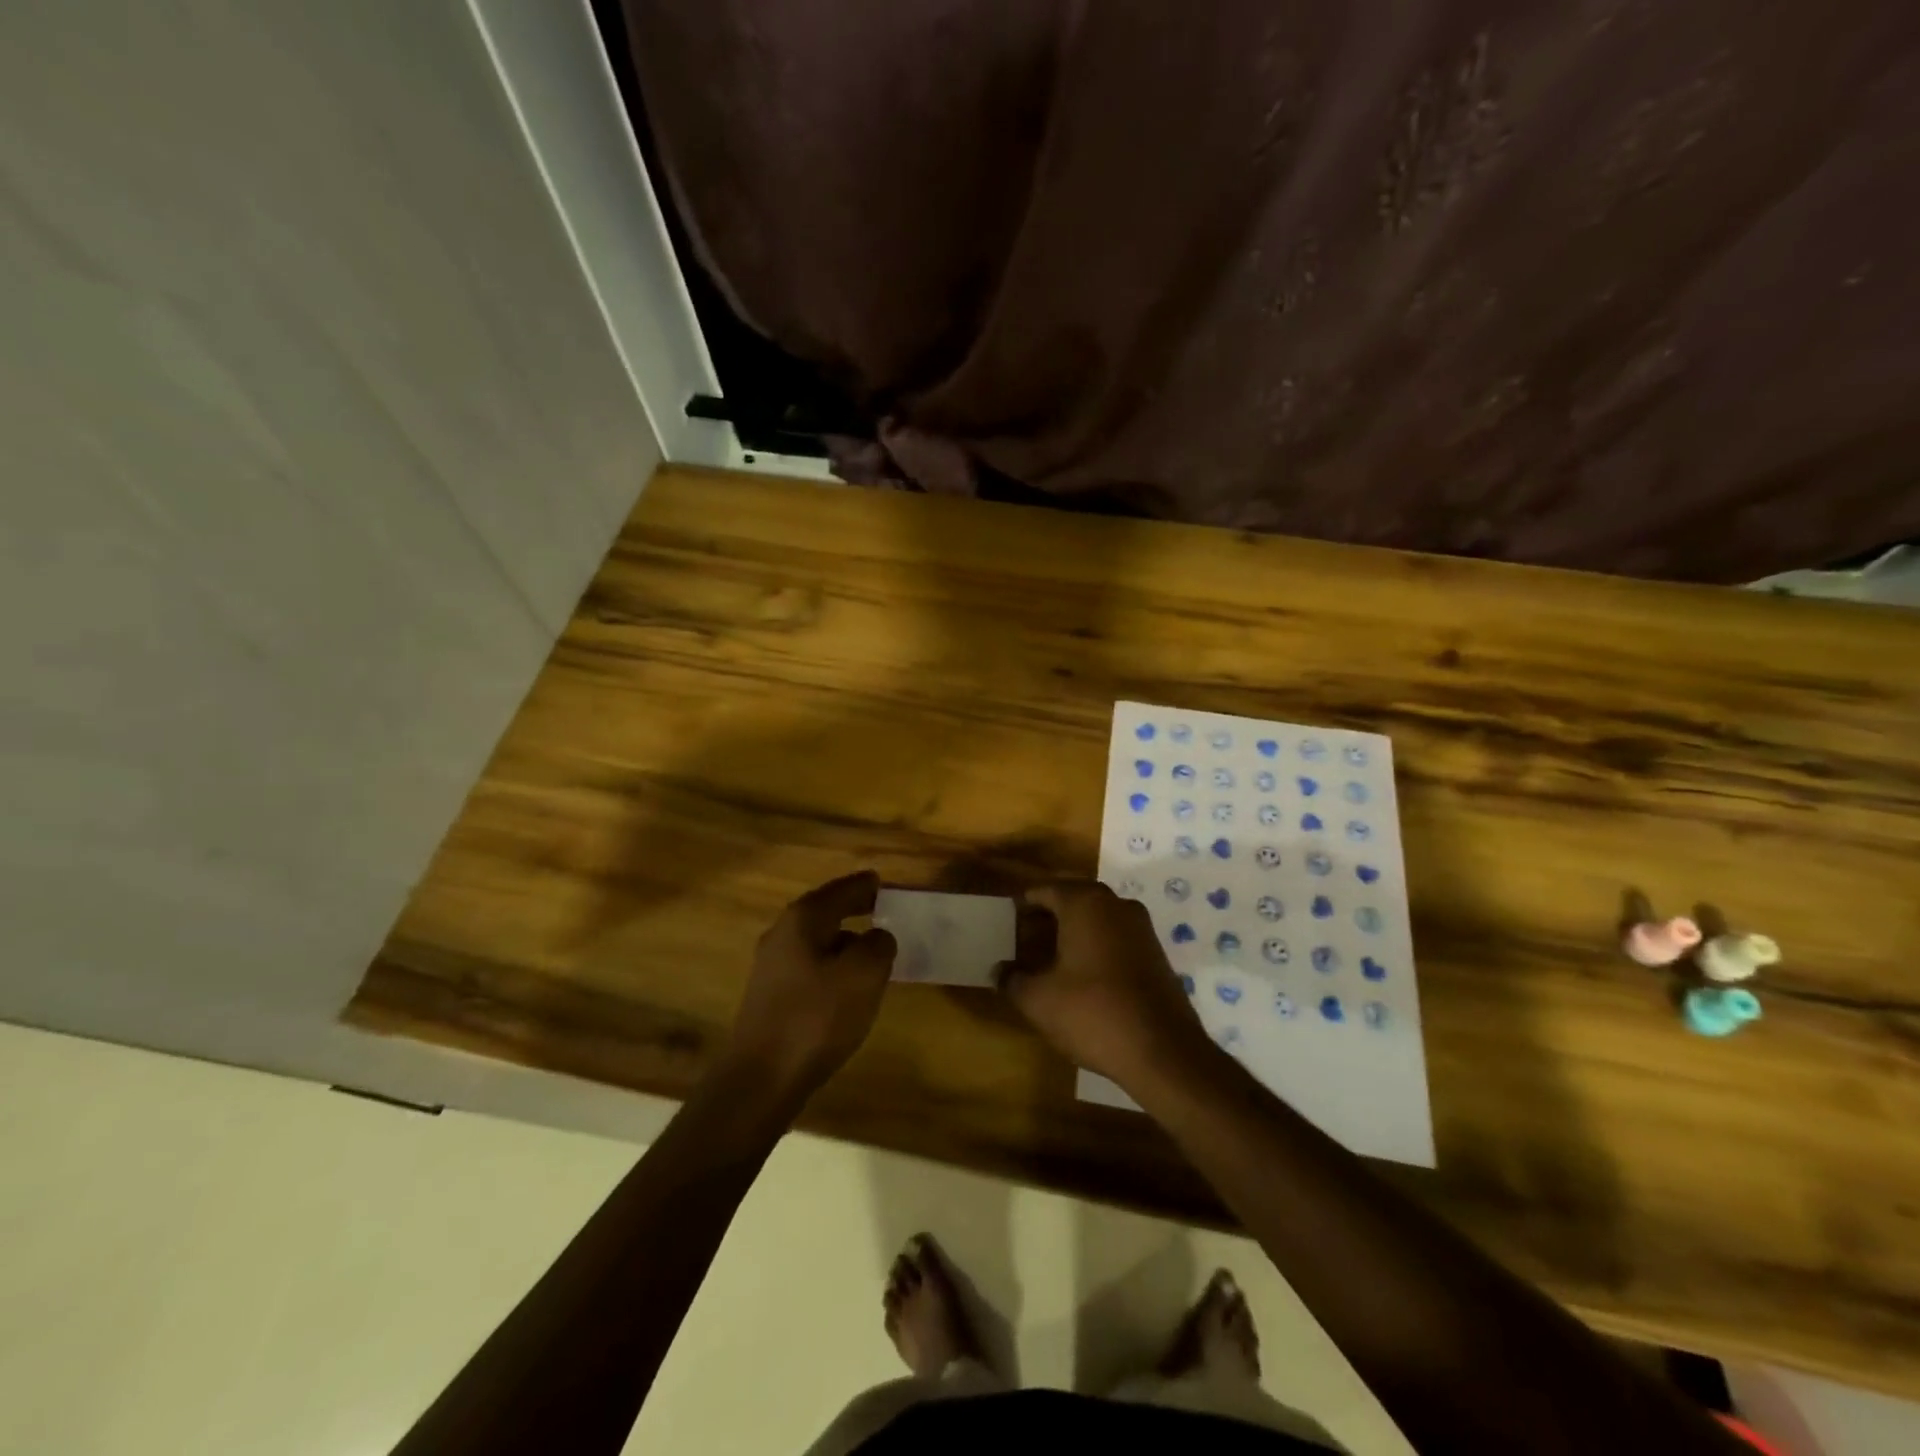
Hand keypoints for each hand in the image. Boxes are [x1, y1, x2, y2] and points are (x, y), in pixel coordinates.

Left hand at [722, 870, 897, 1100]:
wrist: (761, 1079)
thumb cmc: (815, 1017)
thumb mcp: (863, 975)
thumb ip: (878, 945)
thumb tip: (878, 937)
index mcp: (803, 919)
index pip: (841, 890)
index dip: (865, 886)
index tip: (883, 883)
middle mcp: (782, 935)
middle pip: (824, 912)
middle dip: (853, 910)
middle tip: (881, 910)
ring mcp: (772, 968)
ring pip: (816, 942)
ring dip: (843, 942)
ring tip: (871, 951)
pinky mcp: (770, 998)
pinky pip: (810, 968)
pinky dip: (832, 967)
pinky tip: (847, 988)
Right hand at [995, 881, 1212, 1090]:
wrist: (1163, 1051)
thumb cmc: (1093, 1013)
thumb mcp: (1039, 1001)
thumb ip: (1012, 980)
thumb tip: (999, 971)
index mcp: (1084, 903)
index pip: (1044, 890)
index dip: (1022, 907)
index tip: (1007, 926)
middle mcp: (1115, 904)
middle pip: (1072, 899)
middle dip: (1046, 918)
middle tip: (1024, 944)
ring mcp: (1141, 927)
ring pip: (1096, 918)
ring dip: (1072, 933)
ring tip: (1049, 962)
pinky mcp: (1155, 952)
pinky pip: (1115, 937)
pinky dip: (1095, 947)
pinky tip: (1081, 977)